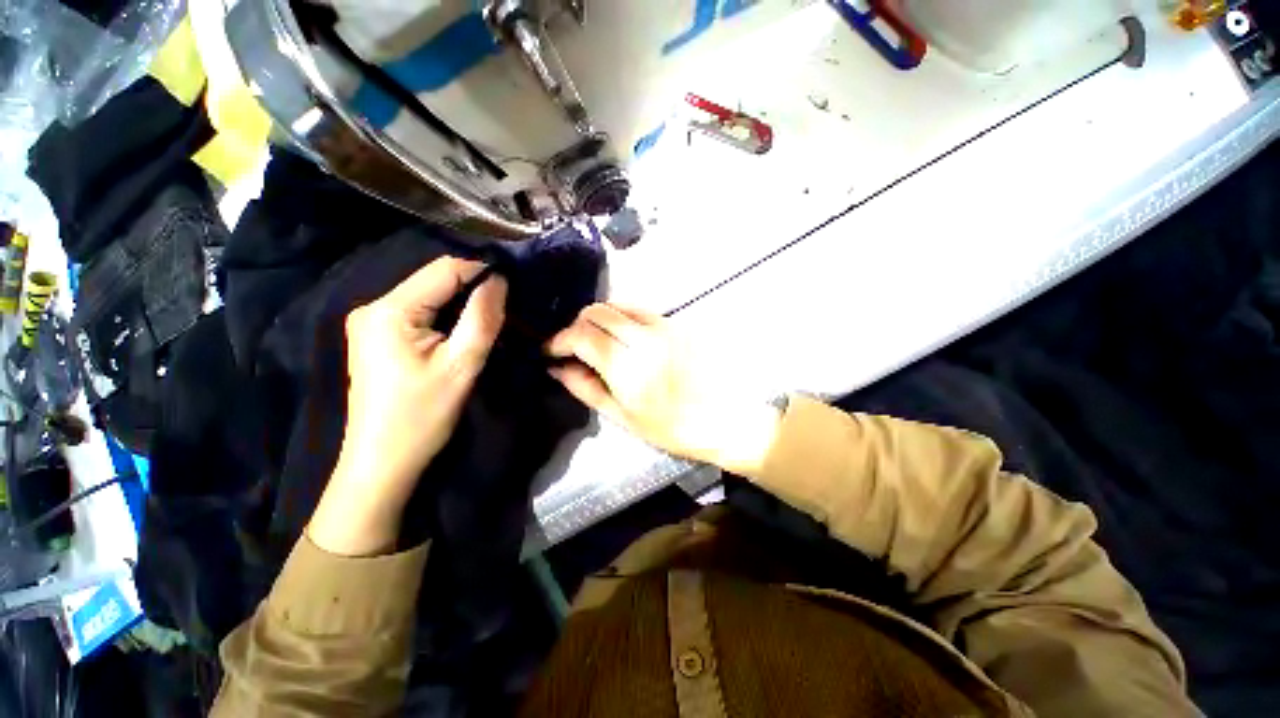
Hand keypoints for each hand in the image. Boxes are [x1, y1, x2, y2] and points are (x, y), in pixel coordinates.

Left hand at [310, 257, 506, 555]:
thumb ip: (483, 318)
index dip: (481, 272)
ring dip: (459, 304)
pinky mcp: (375, 336)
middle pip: (433, 281)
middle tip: (504, 308)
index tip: (512, 288)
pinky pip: (417, 312)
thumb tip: (500, 280)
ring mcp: (371, 322)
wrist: (382, 460)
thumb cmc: (422, 415)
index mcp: (390, 310)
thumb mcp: (462, 365)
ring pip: (427, 296)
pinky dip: (444, 316)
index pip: (443, 270)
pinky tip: (459, 331)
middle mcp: (373, 307)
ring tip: (487, 320)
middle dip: (471, 290)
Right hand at [545, 303, 780, 474]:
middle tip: (573, 346)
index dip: (559, 339)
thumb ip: (587, 389)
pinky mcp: (676, 323)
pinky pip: (639, 309)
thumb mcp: (624, 417)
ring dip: (598, 319)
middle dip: (576, 325)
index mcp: (628, 368)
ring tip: (596, 340)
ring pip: (617, 305)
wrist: (726, 418)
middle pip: (596, 312)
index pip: (582, 335)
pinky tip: (622, 336)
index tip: (551, 350)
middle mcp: (644, 339)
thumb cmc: (673, 428)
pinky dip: (621, 317)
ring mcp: (663, 327)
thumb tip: (558, 368)